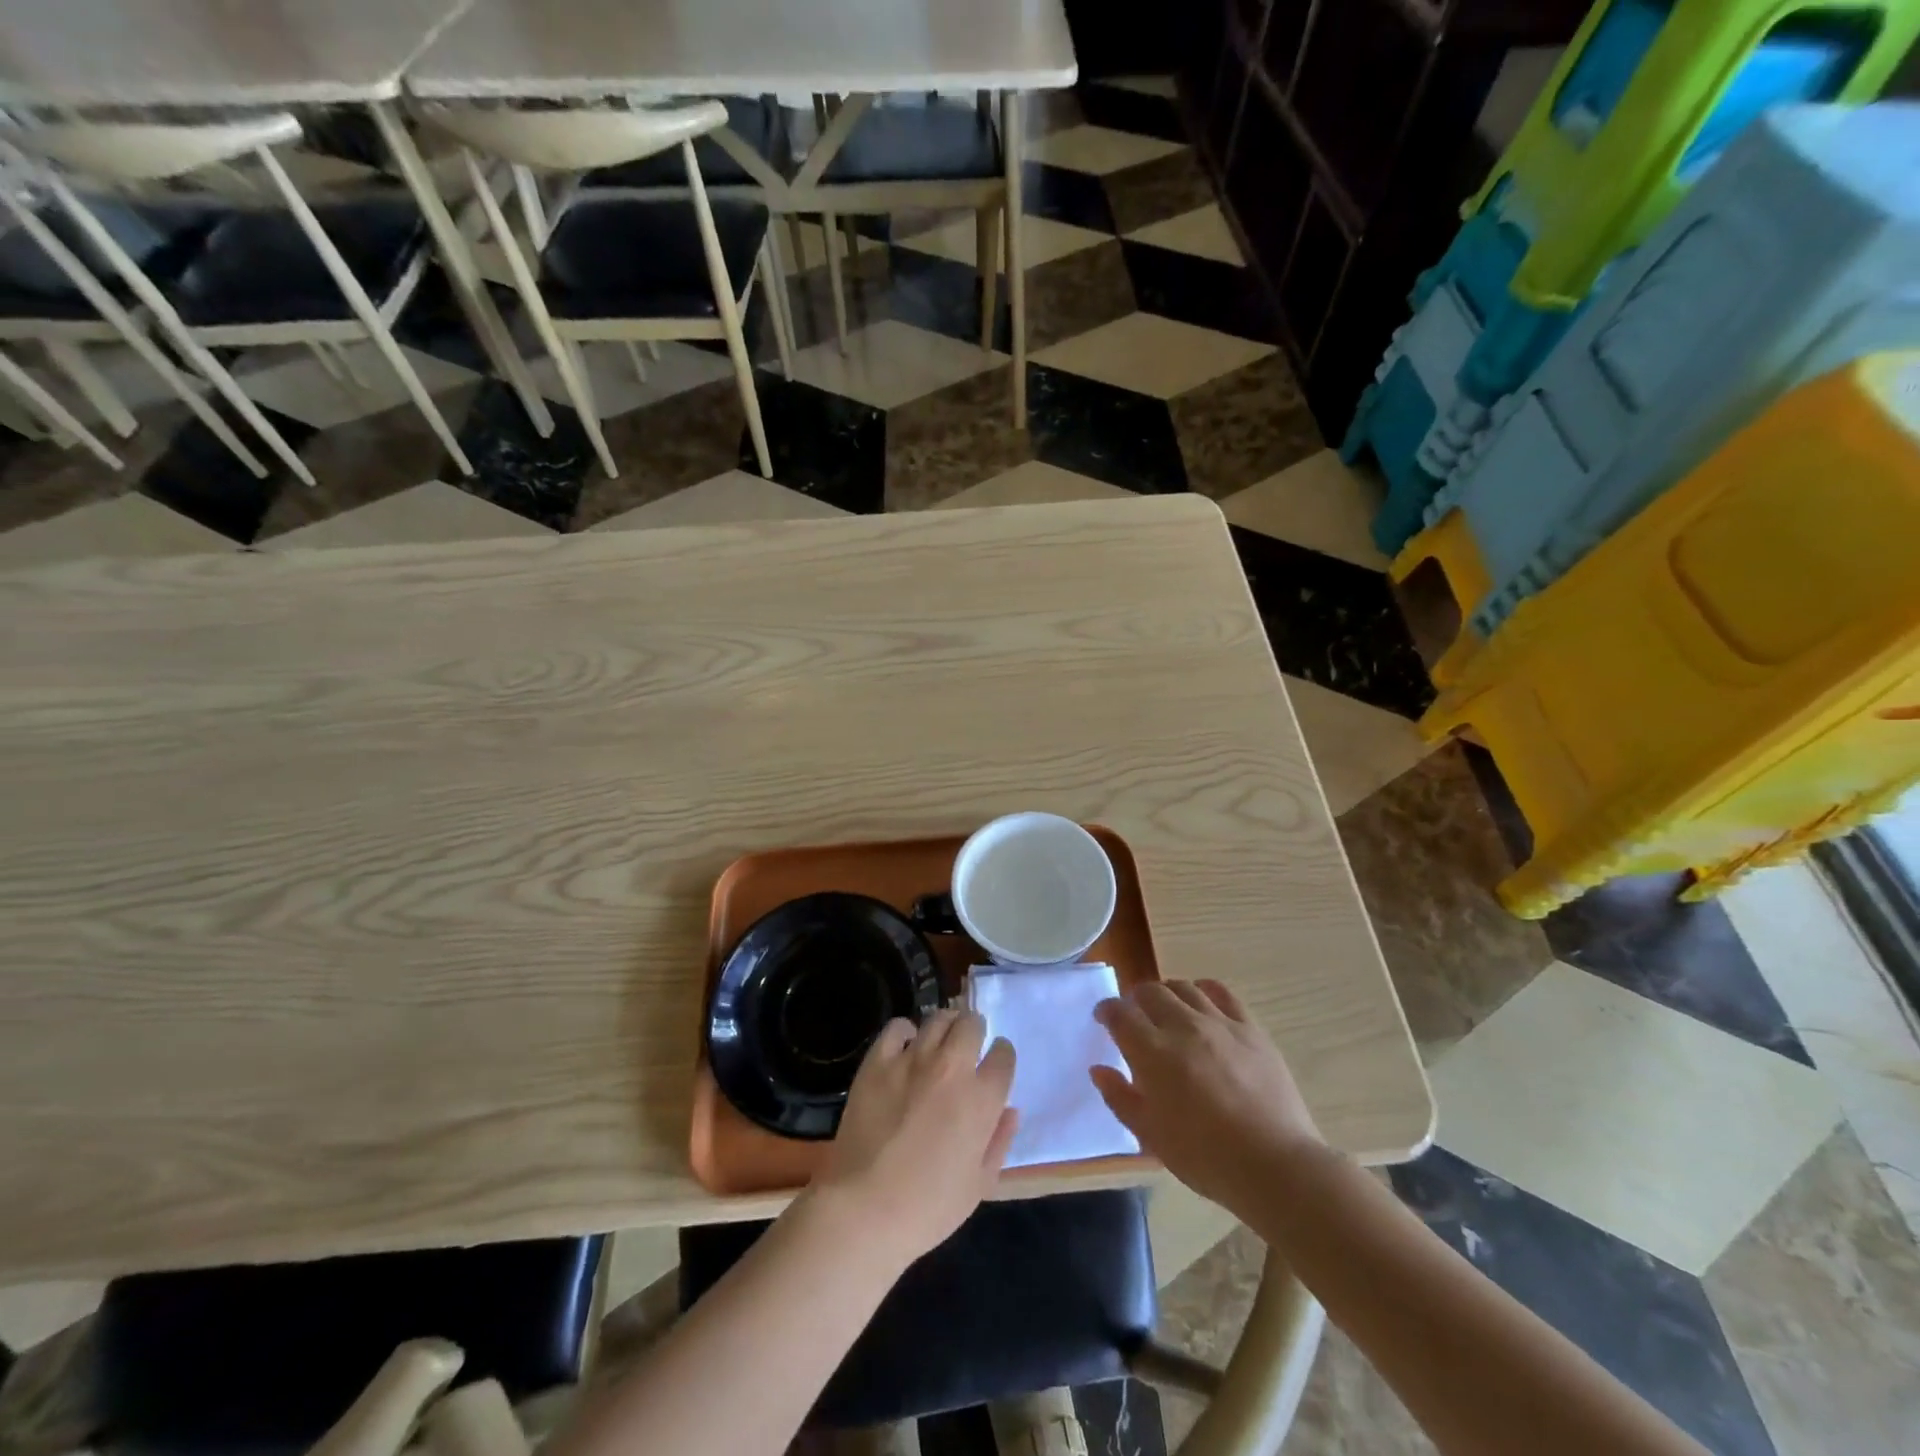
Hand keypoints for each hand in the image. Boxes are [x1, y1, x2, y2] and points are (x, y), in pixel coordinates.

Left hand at [808, 1008, 1018, 1270]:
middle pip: (972, 1024)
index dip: (1001, 1056)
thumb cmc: (929, 1207)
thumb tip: (1010, 1110)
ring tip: (940, 1041)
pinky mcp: (878, 1061)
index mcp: (981, 1099)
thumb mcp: (980, 1185)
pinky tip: (905, 1048)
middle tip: (968, 1046)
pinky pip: (897, 1028)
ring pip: (938, 1019)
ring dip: (945, 1026)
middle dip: (975, 1031)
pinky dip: (906, 1033)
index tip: (994, 1064)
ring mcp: (912, 1060)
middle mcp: (951, 1068)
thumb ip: (1000, 1141)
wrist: (864, 1209)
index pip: (1003, 1055)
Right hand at [1091, 980, 1324, 1211]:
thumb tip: (1099, 1069)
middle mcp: (1182, 1026)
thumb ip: (1120, 1097)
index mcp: (1152, 1052)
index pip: (1119, 1014)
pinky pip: (1222, 993)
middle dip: (1135, 998)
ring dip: (1167, 993)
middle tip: (1134, 1015)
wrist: (1274, 1165)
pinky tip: (1202, 1000)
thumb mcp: (1150, 1136)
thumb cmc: (1205, 1157)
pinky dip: (1204, 989)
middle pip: (1150, 992)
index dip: (1106, 1011)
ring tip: (1167, 1008)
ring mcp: (1219, 1023)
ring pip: (1183, 987)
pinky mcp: (1250, 1028)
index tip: (1104, 1018)